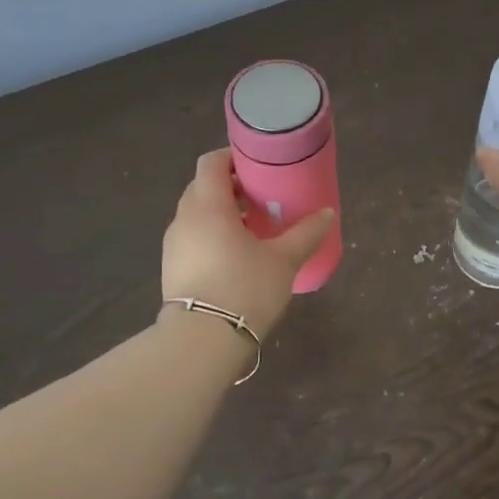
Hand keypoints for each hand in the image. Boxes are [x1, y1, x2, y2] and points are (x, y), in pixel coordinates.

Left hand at [161, 149, 333, 337]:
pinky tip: (236, 256)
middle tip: (261, 197)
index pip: (211, 163)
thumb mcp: (283, 260)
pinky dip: (212, 236)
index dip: (233, 157)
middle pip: (203, 187)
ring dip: (221, 213)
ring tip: (253, 228)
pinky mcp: (171, 269)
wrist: (202, 341)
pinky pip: (193, 238)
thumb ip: (306, 233)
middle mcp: (184, 219)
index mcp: (208, 206)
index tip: (258, 165)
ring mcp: (173, 245)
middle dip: (230, 187)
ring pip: (197, 215)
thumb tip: (327, 213)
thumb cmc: (245, 288)